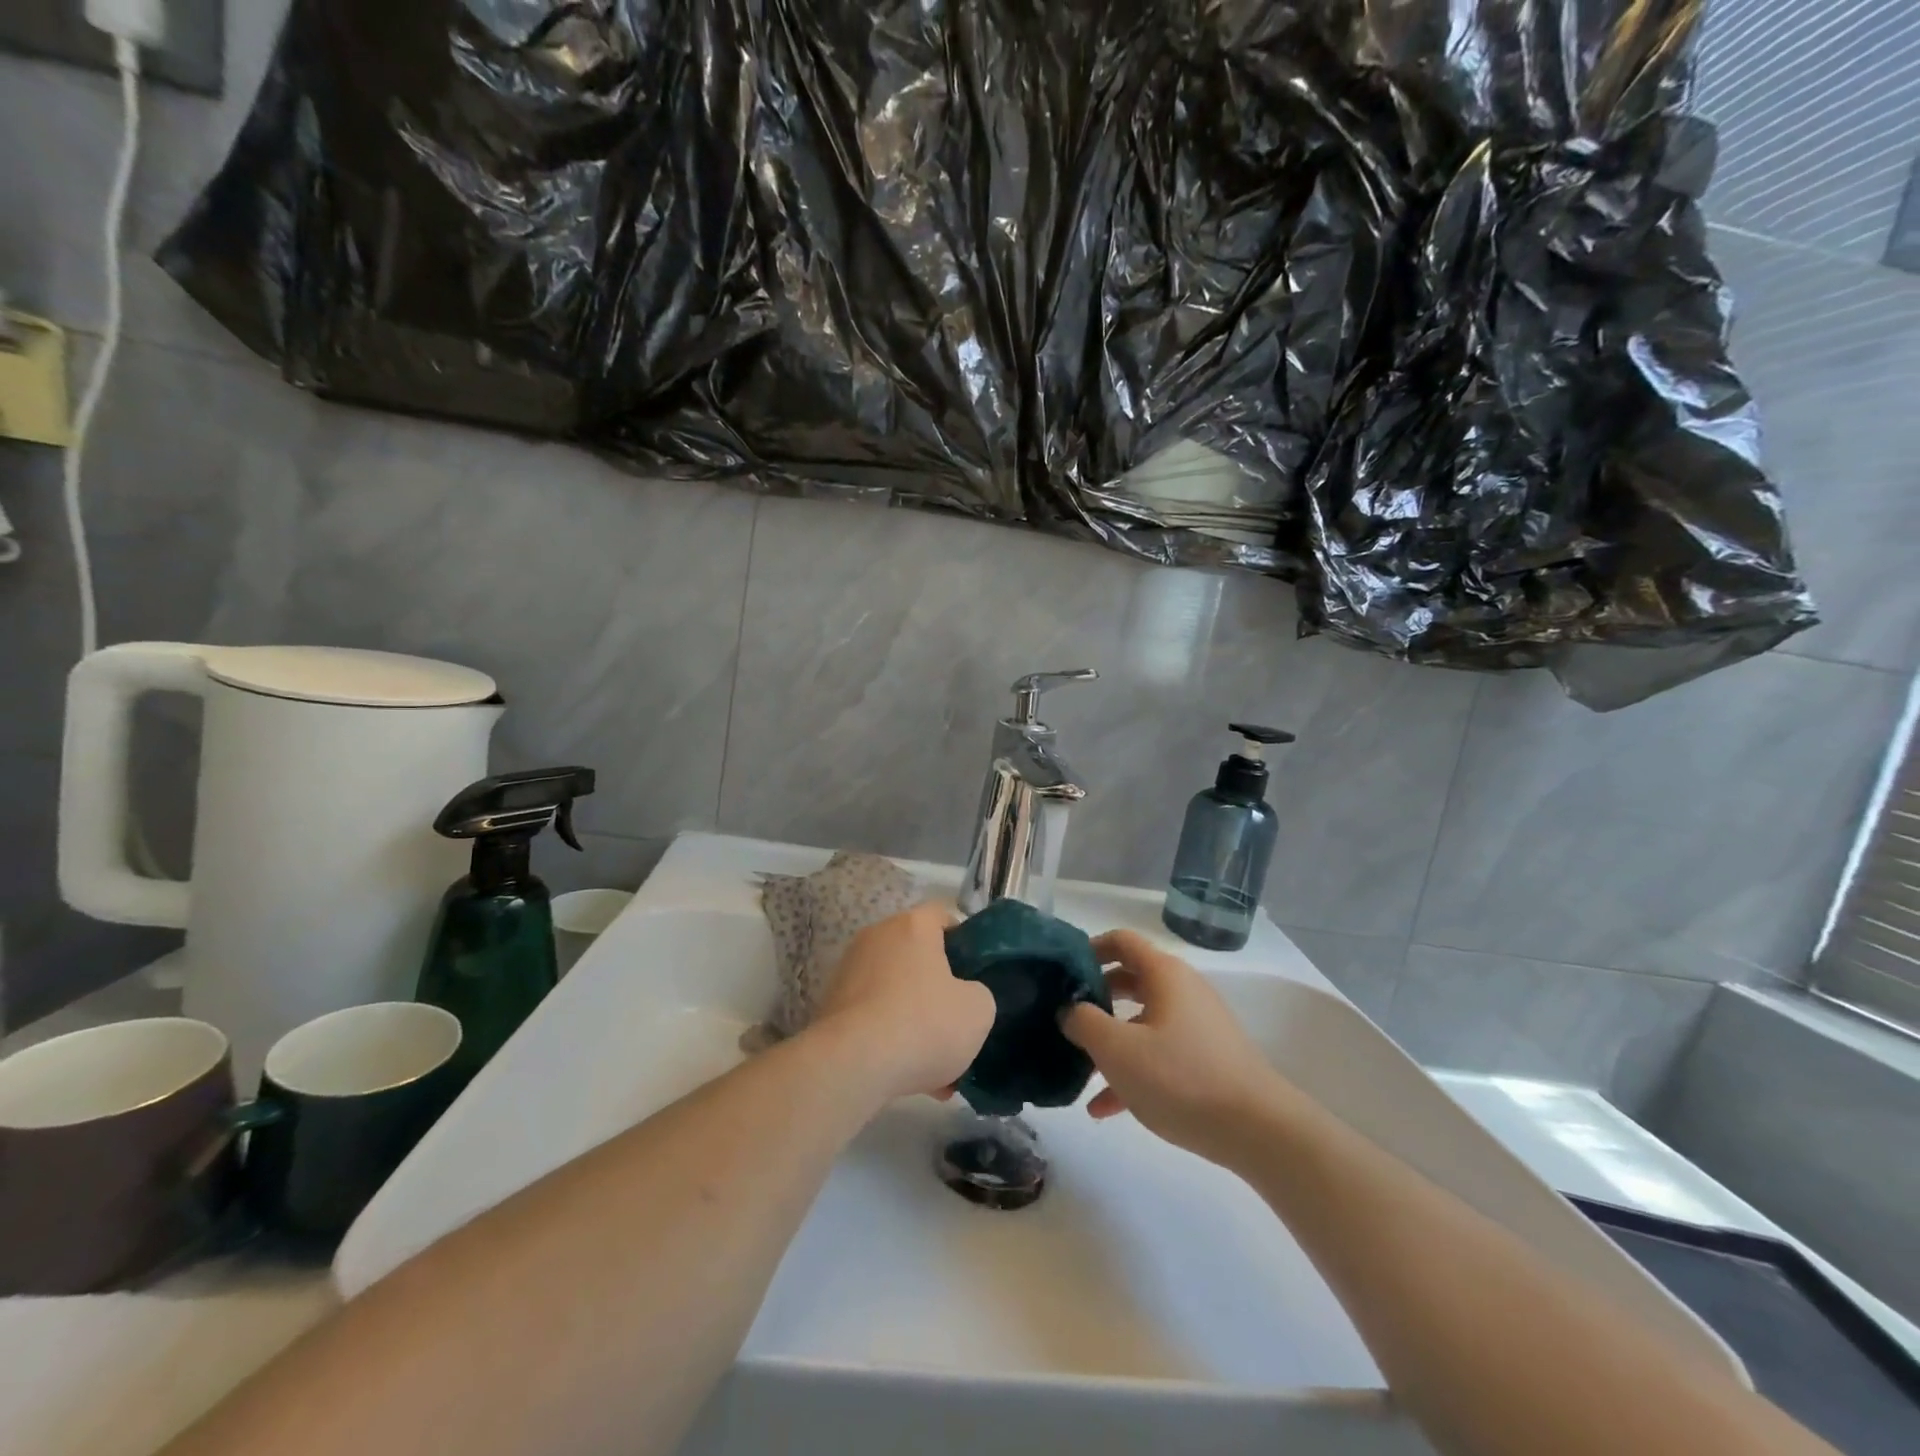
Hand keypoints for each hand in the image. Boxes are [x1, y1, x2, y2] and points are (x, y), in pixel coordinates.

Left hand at [809, 902, 996, 1101]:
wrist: (852, 1065)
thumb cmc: (922, 1024)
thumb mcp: (977, 1011)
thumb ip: (978, 994)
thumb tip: (964, 998)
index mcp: (912, 926)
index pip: (941, 915)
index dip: (963, 939)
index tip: (975, 969)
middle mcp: (876, 937)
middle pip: (915, 953)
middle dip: (936, 984)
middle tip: (956, 1017)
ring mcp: (848, 970)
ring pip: (893, 988)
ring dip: (913, 1016)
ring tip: (934, 1063)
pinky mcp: (830, 1005)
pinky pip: (872, 1015)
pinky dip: (888, 1036)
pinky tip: (907, 1074)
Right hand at [1060, 929, 1286, 1164]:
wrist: (1258, 1130)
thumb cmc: (1180, 1077)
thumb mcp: (1117, 1049)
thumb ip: (1083, 1022)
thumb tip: (1070, 1009)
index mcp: (1164, 974)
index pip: (1121, 941)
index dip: (1088, 949)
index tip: (1061, 972)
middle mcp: (1182, 990)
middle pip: (1129, 980)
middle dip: (1094, 998)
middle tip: (1064, 1017)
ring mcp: (1196, 1026)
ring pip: (1141, 1022)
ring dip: (1109, 1041)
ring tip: (1078, 1068)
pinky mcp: (1205, 1060)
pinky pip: (1158, 1054)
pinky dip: (1131, 1070)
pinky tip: (1103, 1108)